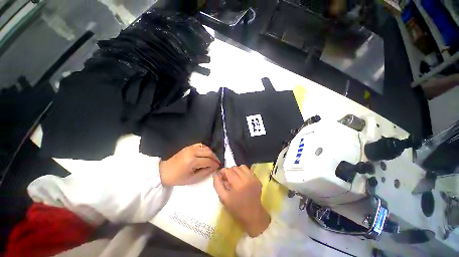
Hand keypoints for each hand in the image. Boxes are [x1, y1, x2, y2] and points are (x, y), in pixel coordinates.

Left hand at [160, 143, 220, 185]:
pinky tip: (206, 153)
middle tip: (217, 162)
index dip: (214, 164)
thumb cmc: (178, 178)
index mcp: (192, 161)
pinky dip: (205, 148)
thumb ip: (205, 173)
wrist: (164, 172)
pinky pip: (200, 145)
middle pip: (208, 152)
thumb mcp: (192, 179)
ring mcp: (190, 148)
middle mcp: (192, 152)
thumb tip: (213, 168)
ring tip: (213, 158)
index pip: (208, 161)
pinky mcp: (188, 147)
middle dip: (214, 157)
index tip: (218, 166)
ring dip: (211, 152)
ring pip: (205, 147)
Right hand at [213, 165, 270, 236]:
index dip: (223, 171)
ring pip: (242, 167)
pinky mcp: (257, 179)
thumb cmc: (236, 208)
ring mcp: (254, 178)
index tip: (221, 176)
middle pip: (235, 168)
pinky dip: (243, 172)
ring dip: (237, 170)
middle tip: (227, 178)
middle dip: (229, 171)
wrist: (253, 215)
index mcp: (238, 184)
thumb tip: (215, 174)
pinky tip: (242, 180)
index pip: (228, 171)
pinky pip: (248, 170)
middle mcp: (247, 179)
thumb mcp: (223, 198)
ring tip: (235, 178)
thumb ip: (217, 185)